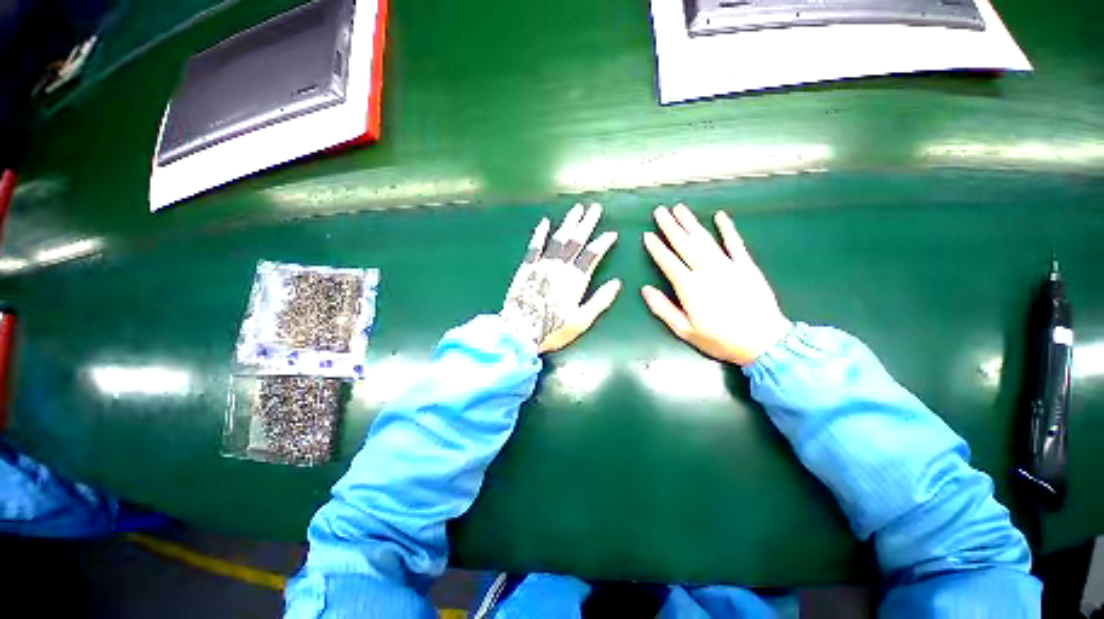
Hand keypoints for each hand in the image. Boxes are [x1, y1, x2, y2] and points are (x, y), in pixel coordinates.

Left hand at [501, 203, 620, 352]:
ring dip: (568, 223)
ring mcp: (542, 265)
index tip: (611, 233)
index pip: (592, 255)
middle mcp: (560, 267)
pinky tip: (545, 222)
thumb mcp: (582, 320)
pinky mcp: (527, 267)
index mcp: (576, 280)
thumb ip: (600, 301)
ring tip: (576, 209)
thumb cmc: (553, 329)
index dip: (603, 243)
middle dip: (587, 223)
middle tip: (595, 208)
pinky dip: (540, 233)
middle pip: (576, 241)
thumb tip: (617, 283)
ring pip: (558, 239)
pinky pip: (534, 246)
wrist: (519, 331)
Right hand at [642, 204, 791, 365]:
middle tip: (660, 211)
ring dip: (691, 223)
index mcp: (690, 287)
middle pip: (685, 244)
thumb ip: (663, 309)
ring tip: (679, 209)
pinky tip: (719, 216)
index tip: (647, 235)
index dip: (657, 248)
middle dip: (670, 227)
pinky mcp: (747, 266)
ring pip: (705, 239)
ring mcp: (728, 266)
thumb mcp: (685, 330)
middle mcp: (707, 271)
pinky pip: (735, 243)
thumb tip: (645, 289)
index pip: (668, 262)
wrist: (764, 342)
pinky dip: (727, 229)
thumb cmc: (720, 339)